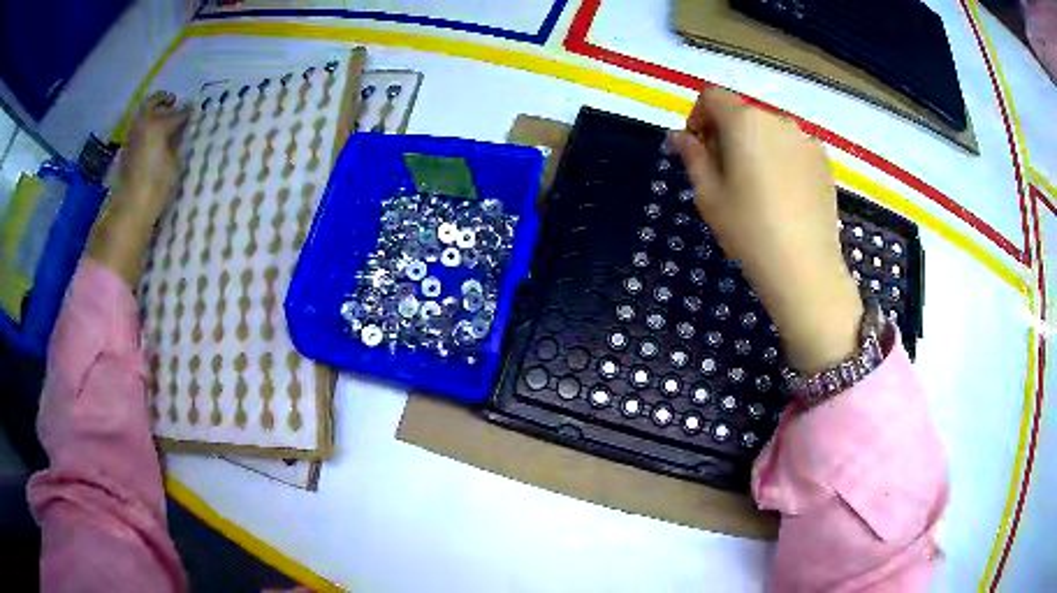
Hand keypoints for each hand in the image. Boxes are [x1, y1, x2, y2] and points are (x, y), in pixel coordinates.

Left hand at [113, 91, 190, 224]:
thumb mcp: (173, 162)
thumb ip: (178, 139)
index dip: (188, 113)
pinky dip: (146, 127)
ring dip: (154, 113)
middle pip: (154, 101)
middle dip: (165, 101)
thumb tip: (183, 127)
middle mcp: (142, 123)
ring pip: (144, 113)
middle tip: (175, 106)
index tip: (195, 114)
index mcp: (156, 123)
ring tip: (164, 123)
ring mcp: (132, 135)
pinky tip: (154, 139)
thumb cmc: (156, 186)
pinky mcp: (126, 149)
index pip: (178, 112)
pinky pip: (138, 128)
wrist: (130, 209)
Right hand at [667, 88, 861, 372]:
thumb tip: (678, 135)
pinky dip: (782, 159)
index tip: (698, 148)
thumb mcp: (708, 194)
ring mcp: (806, 139)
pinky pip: (793, 148)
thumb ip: (692, 156)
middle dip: (727, 134)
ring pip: (769, 131)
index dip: (698, 116)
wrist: (805, 268)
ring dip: (756, 146)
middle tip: (725, 174)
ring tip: (758, 189)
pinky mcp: (824, 161)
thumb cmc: (749, 230)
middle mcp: (777, 119)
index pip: (712, 96)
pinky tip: (784, 195)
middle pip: (743, 113)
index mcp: (744, 121)